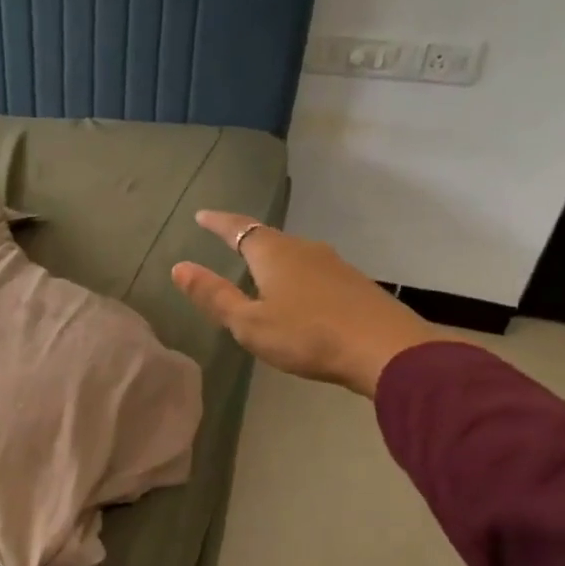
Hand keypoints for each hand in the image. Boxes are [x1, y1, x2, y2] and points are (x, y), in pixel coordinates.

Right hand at [172, 211, 445, 397]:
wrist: (385, 350)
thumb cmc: (307, 335)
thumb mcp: (250, 322)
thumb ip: (214, 296)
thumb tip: (179, 268)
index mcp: (273, 254)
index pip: (239, 229)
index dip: (218, 222)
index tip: (201, 215)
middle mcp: (304, 249)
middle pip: (268, 237)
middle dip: (245, 239)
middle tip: (227, 240)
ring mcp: (334, 264)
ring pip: (294, 254)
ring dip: (273, 258)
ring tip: (259, 269)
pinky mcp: (353, 284)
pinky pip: (314, 271)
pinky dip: (296, 275)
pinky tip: (298, 294)